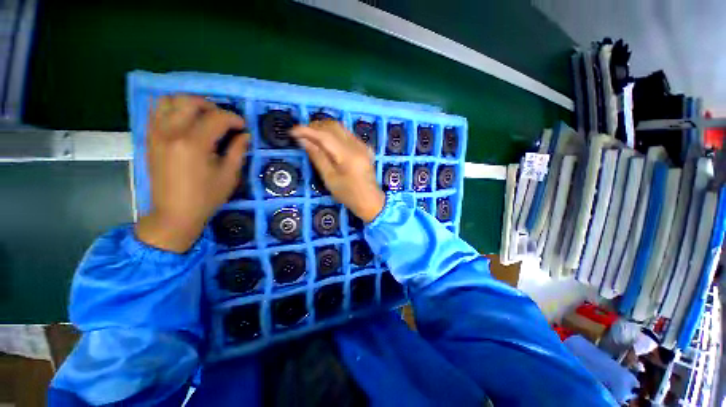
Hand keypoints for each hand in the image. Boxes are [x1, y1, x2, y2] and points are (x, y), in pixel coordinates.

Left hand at [135, 95, 248, 252]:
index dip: (233, 119)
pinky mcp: (149, 138)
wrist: (174, 213)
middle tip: (223, 119)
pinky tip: (185, 121)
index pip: (216, 118)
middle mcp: (171, 132)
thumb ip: (237, 151)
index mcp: (194, 144)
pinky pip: (156, 111)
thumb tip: (245, 135)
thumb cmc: (206, 197)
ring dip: (189, 103)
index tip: (243, 126)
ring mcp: (156, 134)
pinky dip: (172, 109)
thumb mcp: (229, 175)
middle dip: (211, 106)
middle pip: (189, 101)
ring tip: (203, 116)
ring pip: (168, 100)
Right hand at [291, 121, 384, 222]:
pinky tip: (326, 141)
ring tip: (311, 136)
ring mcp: (363, 145)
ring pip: (341, 128)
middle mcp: (357, 146)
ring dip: (324, 129)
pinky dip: (334, 134)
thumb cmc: (349, 194)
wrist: (371, 200)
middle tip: (301, 134)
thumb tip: (303, 140)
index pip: (325, 136)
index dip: (308, 131)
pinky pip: (347, 134)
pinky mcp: (364, 148)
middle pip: (334, 127)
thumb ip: (317, 157)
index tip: (293, 131)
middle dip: (315, 127)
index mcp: (348, 156)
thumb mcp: (330, 178)